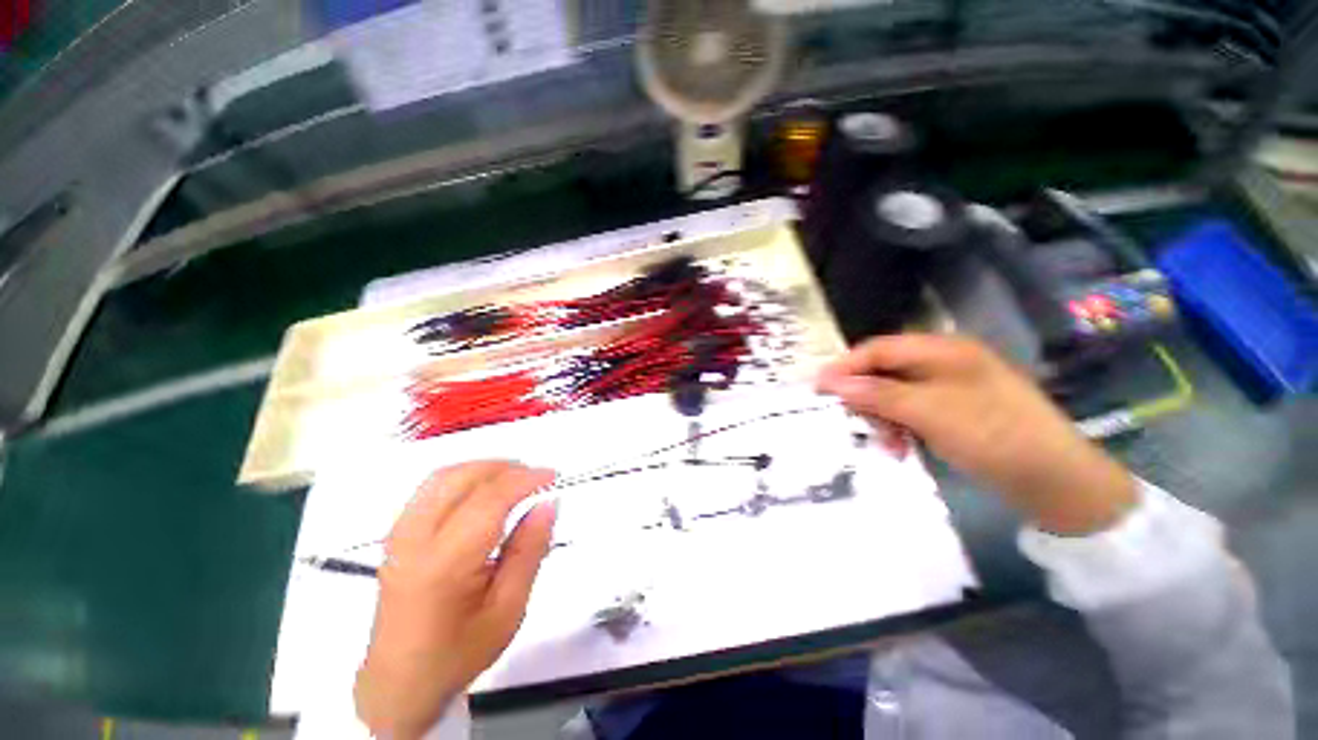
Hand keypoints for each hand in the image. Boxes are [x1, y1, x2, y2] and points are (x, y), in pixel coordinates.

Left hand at [355, 461, 556, 739]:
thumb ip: (529, 550)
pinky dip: (463, 476)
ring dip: (484, 467)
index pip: (490, 499)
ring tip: (514, 477)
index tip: (553, 476)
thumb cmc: (459, 652)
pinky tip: (482, 489)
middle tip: (536, 476)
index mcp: (444, 563)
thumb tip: (548, 503)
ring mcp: (399, 535)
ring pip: (443, 476)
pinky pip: (430, 488)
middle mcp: (415, 540)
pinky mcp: (395, 536)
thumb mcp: (509, 609)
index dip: (525, 479)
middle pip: (463, 478)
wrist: (398, 683)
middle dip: (506, 468)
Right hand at [817, 335, 1135, 535]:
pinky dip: (899, 428)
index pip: (878, 349)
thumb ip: (878, 394)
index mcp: (943, 351)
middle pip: (884, 372)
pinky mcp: (952, 413)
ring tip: (884, 443)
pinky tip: (900, 447)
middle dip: (864, 396)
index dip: (845, 367)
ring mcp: (948, 389)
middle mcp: (943, 363)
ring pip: (894, 395)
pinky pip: (910, 413)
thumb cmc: (994, 436)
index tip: (818, 388)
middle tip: (849, 420)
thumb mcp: (931, 412)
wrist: (1056, 481)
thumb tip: (831, 382)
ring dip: (881, 417)